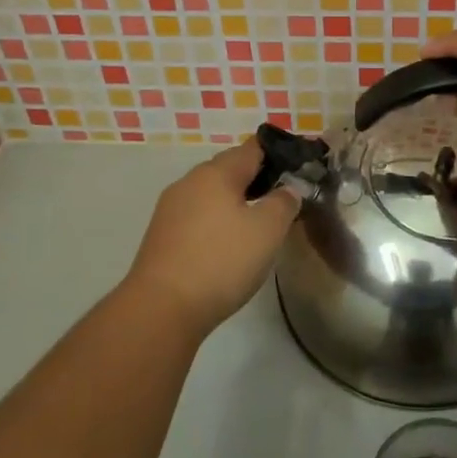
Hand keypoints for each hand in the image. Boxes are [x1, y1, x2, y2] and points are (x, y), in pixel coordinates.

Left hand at [123, 140, 299, 336]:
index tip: (296, 170)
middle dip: (255, 180)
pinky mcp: (160, 236)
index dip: (276, 154)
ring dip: (233, 204)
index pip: (252, 148)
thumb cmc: (221, 261)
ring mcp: (170, 209)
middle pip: (229, 170)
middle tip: (280, 201)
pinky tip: (225, 247)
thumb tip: (287, 189)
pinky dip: (214, 223)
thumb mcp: (268, 231)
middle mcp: (190, 181)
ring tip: (255, 226)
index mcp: (217, 172)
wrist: (161, 309)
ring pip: (211, 194)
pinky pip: (196, 217)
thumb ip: (284, 202)